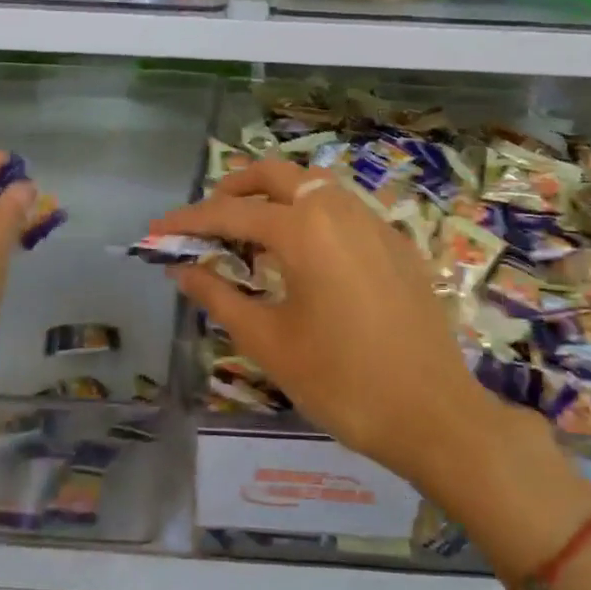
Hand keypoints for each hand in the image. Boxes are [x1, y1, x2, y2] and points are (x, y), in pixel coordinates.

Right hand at [152, 158, 499, 488]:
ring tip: (250, 236)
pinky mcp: (397, 245)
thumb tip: (182, 270)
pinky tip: (304, 257)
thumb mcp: (269, 342)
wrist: (434, 414)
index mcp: (306, 230)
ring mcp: (375, 224)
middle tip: (208, 218)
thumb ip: (220, 297)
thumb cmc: (342, 382)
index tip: (156, 232)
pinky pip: (344, 211)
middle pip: (278, 175)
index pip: (232, 213)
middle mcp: (341, 210)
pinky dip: (311, 216)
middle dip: (236, 188)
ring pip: (316, 187)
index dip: (189, 222)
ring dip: (277, 198)